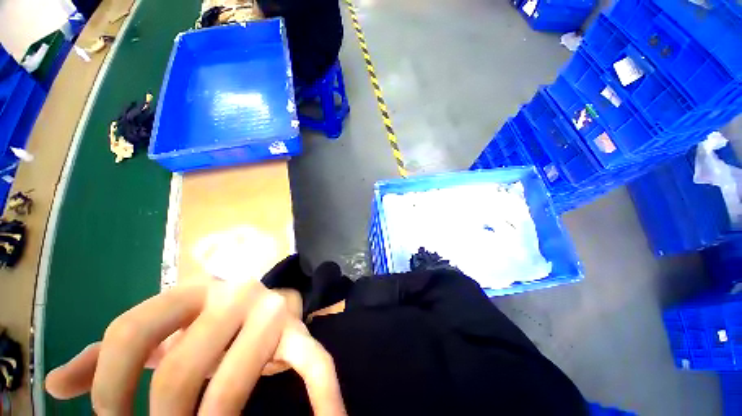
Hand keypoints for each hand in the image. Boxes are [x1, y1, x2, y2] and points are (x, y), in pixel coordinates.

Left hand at [45, 280, 346, 414]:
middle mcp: (236, 295)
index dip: (109, 385)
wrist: (266, 297)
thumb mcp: (160, 327)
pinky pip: (315, 366)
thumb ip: (109, 354)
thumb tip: (56, 384)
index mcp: (193, 290)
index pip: (131, 331)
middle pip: (179, 370)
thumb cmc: (206, 316)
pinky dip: (323, 398)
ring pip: (231, 385)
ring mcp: (273, 314)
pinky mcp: (300, 334)